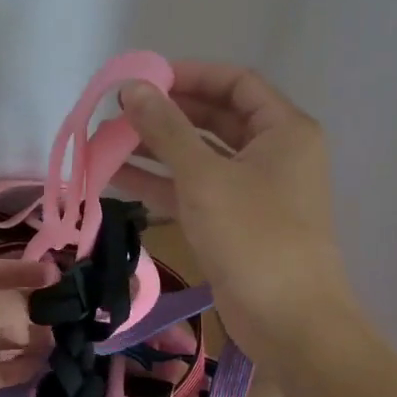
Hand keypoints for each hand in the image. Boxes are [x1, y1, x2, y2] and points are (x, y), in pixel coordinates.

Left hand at [0, 259, 52, 396]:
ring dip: (29, 340)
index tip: (59, 277)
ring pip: (0, 338)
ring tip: (62, 344)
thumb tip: (32, 323)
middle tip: (67, 317)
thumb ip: (16, 303)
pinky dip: (18, 368)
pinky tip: (43, 369)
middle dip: (31, 308)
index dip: (25, 270)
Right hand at [117, 62, 356, 360]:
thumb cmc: (253, 235)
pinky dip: (161, 182)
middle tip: (119, 110)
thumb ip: (166, 128)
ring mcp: (253, 190)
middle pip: (215, 118)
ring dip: (157, 148)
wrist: (289, 322)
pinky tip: (117, 176)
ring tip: (106, 140)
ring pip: (200, 156)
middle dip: (167, 113)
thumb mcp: (204, 176)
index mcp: (283, 130)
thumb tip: (132, 87)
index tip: (144, 78)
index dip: (190, 75)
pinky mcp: (234, 222)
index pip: (235, 82)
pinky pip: (195, 189)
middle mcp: (272, 153)